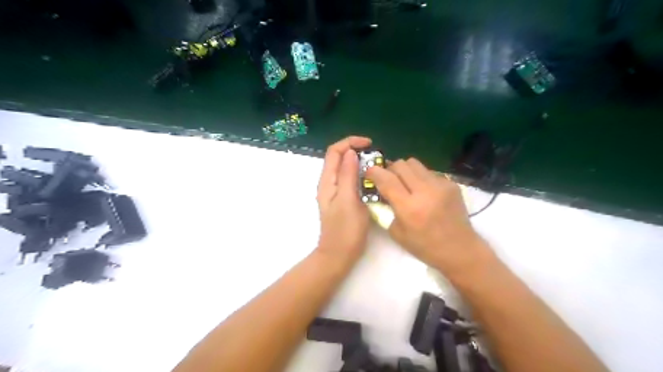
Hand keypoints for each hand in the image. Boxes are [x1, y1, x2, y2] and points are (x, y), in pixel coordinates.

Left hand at [315, 137, 372, 262]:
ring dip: (359, 163)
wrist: (339, 255)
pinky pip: (350, 180)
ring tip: (377, 166)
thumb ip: (348, 175)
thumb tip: (351, 152)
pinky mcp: (343, 200)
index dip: (350, 142)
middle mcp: (329, 183)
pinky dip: (361, 175)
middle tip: (376, 156)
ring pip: (345, 169)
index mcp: (327, 181)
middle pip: (339, 158)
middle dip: (356, 151)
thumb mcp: (348, 199)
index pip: (335, 151)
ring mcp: (335, 192)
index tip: (370, 144)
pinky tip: (372, 181)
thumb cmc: (345, 230)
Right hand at [365, 156, 487, 276]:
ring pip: (415, 163)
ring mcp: (441, 185)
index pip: (387, 179)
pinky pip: (429, 172)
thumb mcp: (397, 233)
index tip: (369, 171)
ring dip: (405, 171)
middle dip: (390, 169)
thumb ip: (386, 209)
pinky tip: (424, 192)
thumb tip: (380, 191)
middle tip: (388, 179)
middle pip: (401, 165)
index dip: (374, 172)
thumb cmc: (425, 246)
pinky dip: (421, 178)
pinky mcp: (451, 184)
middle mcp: (425, 191)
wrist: (460, 249)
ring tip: (406, 183)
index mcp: (409, 208)